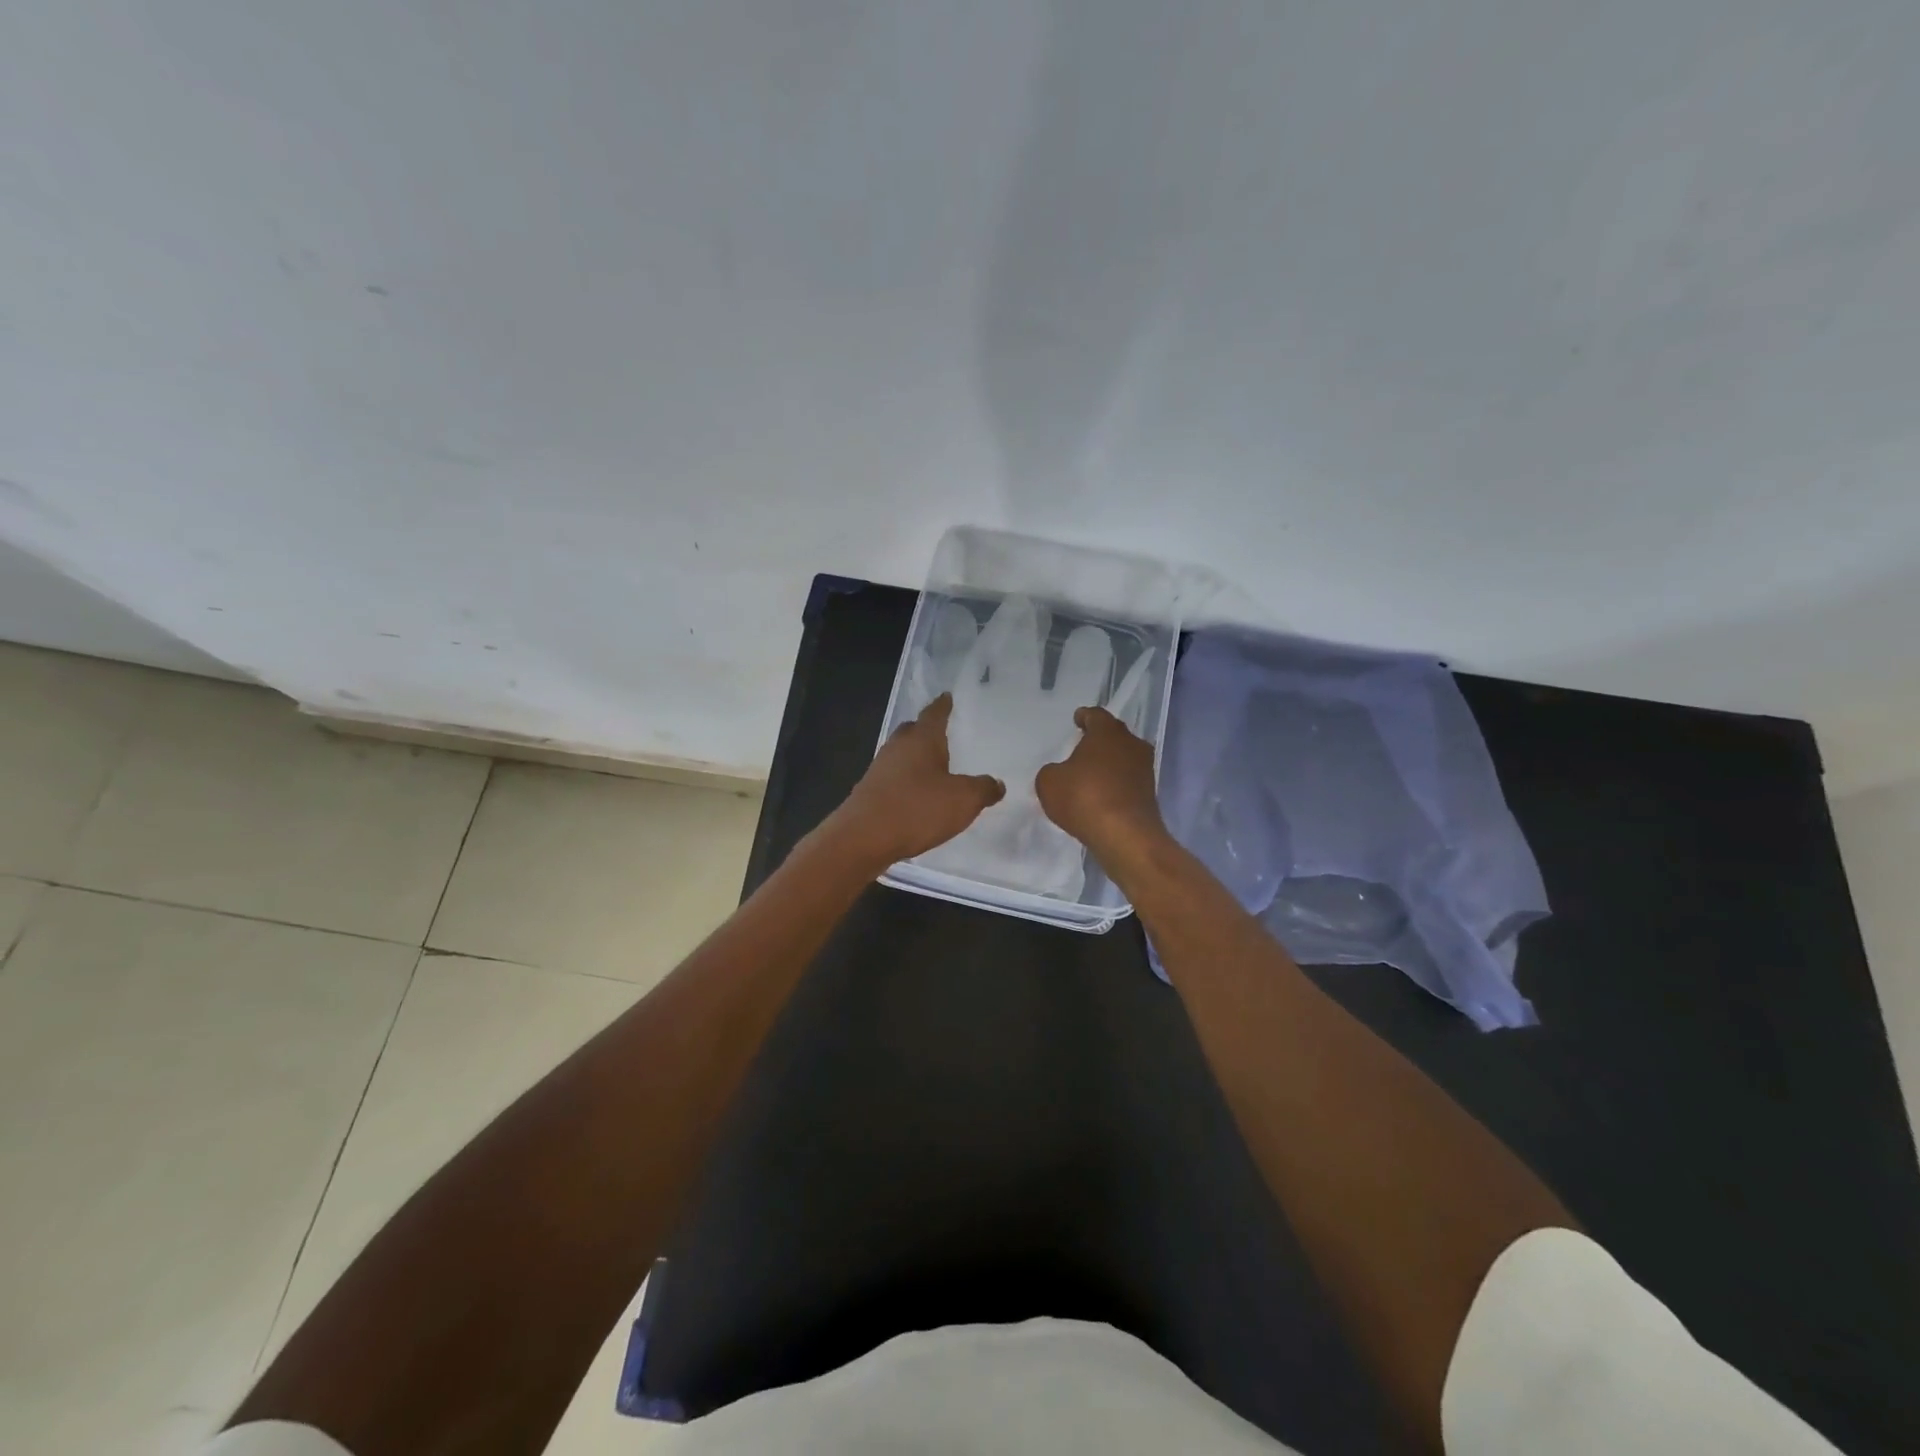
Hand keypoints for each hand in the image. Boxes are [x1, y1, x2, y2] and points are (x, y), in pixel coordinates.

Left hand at [825, 694, 1005, 870]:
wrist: (862, 838)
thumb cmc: (917, 809)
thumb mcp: (963, 800)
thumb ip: (983, 789)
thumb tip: (996, 783)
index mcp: (921, 739)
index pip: (934, 714)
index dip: (943, 705)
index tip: (947, 696)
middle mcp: (897, 747)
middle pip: (912, 730)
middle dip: (926, 730)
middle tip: (942, 732)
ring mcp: (879, 769)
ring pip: (901, 754)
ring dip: (915, 757)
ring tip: (933, 766)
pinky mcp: (869, 792)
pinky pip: (893, 777)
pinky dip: (906, 780)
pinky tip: (916, 795)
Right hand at [1035, 706, 1167, 861]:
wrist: (1125, 836)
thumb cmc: (1084, 798)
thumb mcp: (1049, 782)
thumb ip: (1052, 771)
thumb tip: (1060, 774)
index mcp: (1107, 732)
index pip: (1096, 715)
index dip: (1084, 717)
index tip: (1077, 719)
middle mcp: (1131, 744)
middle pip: (1113, 735)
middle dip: (1098, 740)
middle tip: (1082, 747)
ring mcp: (1144, 769)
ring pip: (1123, 758)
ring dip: (1109, 763)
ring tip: (1090, 774)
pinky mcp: (1150, 794)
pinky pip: (1127, 781)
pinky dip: (1115, 784)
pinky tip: (1101, 796)